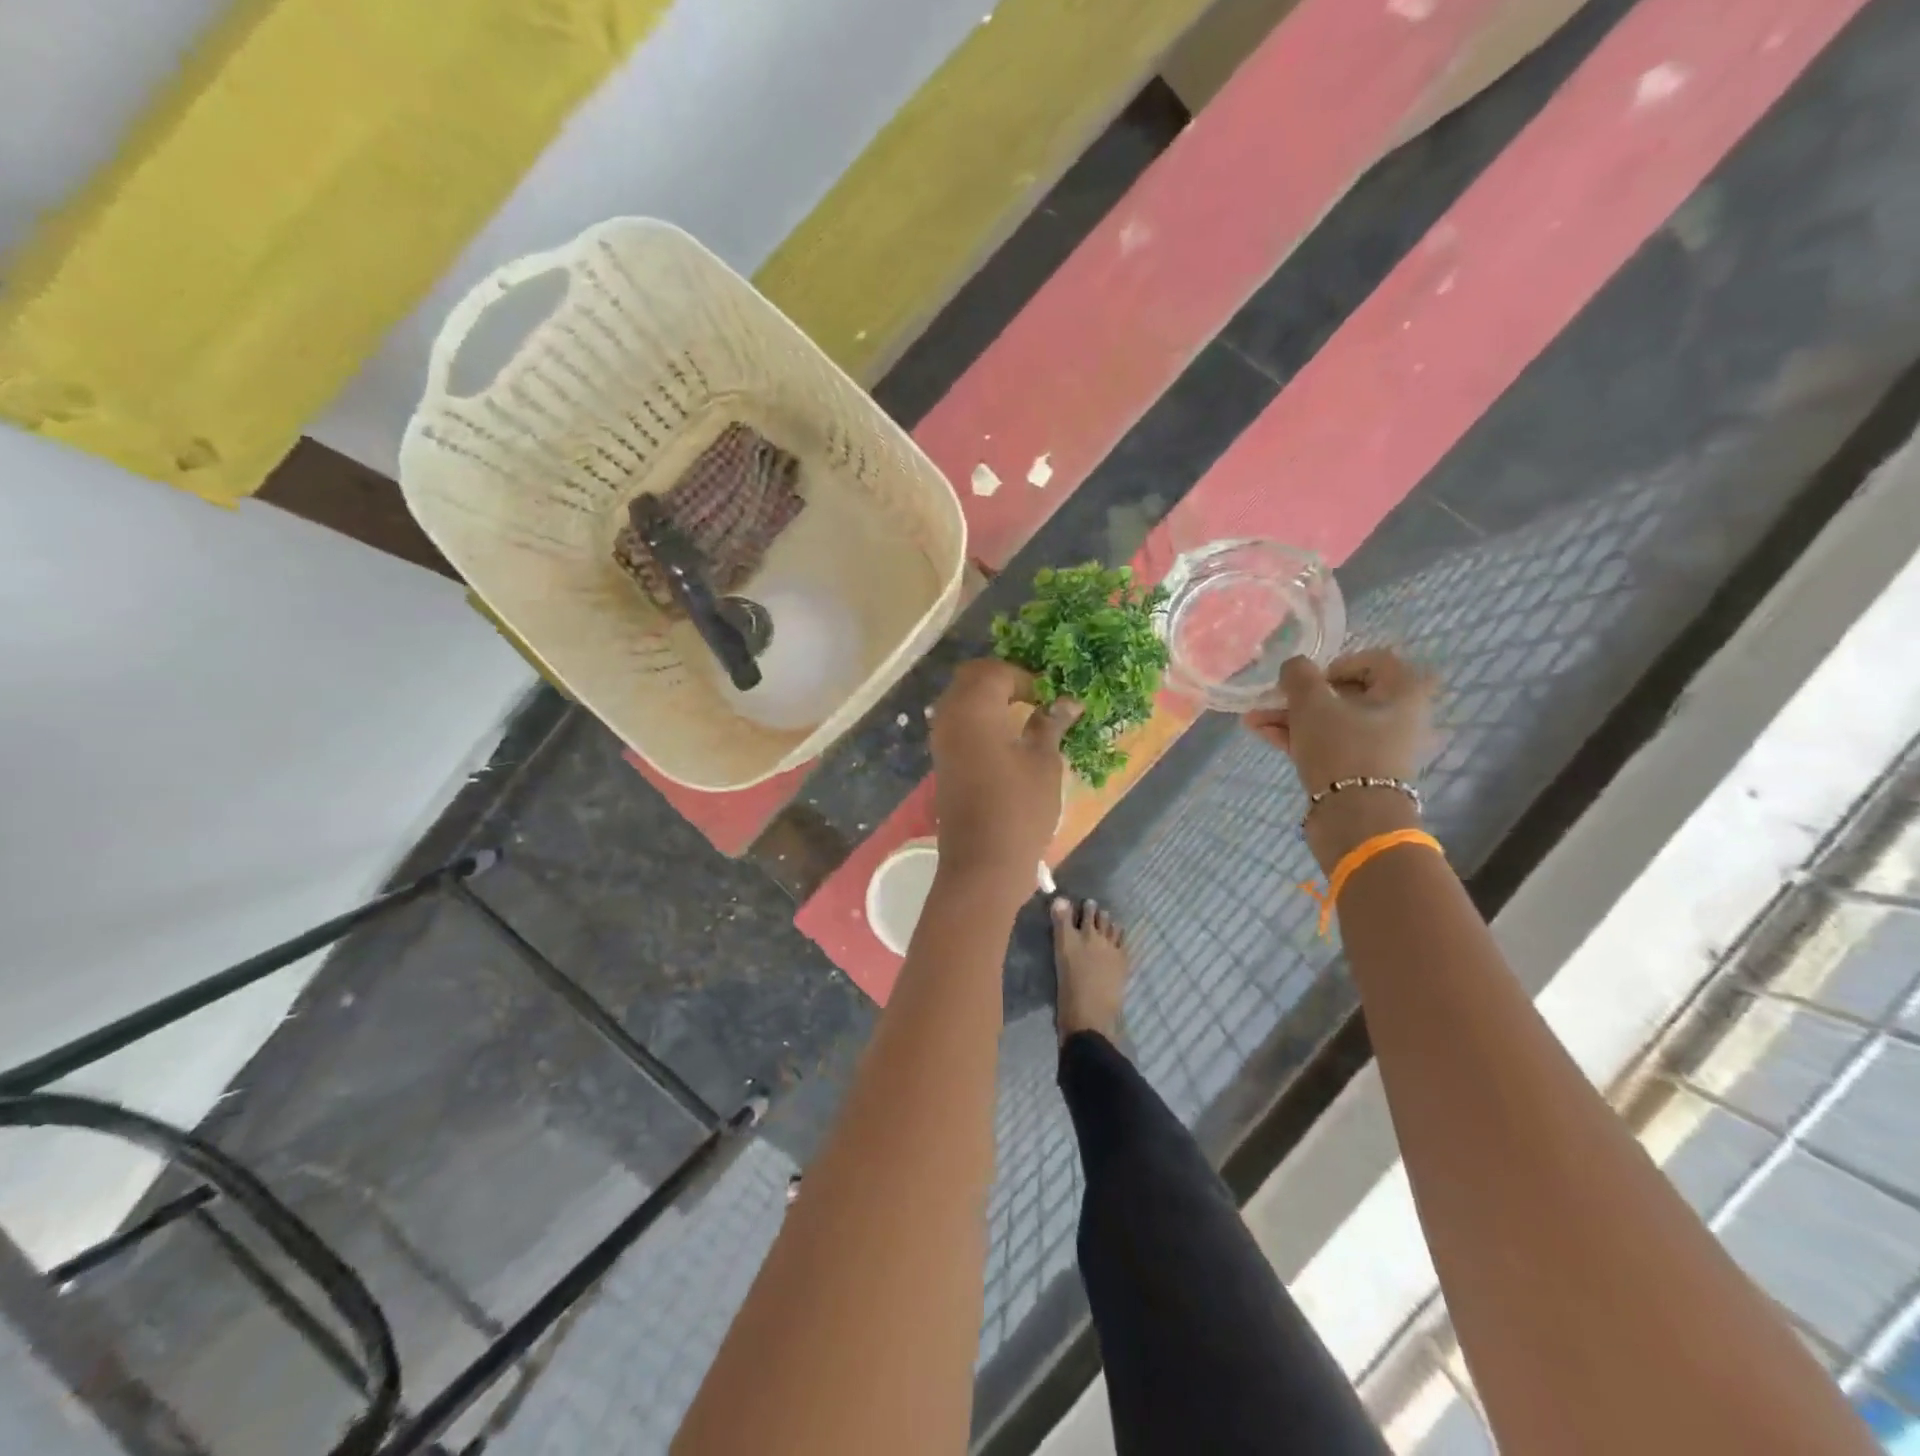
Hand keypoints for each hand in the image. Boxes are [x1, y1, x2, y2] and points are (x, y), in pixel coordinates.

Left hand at [930, 659, 1079, 901]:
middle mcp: (949, 717)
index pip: (996, 671)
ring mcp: (942, 741)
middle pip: (972, 678)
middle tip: (1037, 697)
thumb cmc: (1019, 810)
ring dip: (990, 699)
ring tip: (1026, 716)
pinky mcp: (943, 762)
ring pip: (961, 700)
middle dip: (1004, 680)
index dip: (1027, 678)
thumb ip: (1050, 725)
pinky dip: (980, 720)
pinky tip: (1008, 738)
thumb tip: (1067, 702)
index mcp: (973, 709)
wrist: (982, 865)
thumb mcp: (1043, 763)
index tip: (1052, 697)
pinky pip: (958, 724)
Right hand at [1244, 649, 1435, 866]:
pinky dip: (1301, 736)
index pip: (1373, 660)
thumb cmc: (1341, 748)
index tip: (1307, 680)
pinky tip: (1263, 734)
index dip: (1334, 664)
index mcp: (1404, 691)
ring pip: (1332, 720)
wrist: (1355, 818)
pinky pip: (1330, 743)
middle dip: (1301, 696)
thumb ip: (1298, 675)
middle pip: (1346, 693)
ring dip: (1292, 717)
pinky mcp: (1362, 770)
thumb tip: (1294, 666)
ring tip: (1252, 720)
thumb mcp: (1312, 704)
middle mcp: (1400, 716)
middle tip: (1270, 700)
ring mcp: (1381, 746)